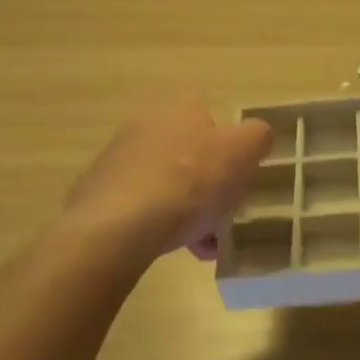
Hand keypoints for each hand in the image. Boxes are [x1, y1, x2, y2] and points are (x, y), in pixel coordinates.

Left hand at [63, 93, 273, 261]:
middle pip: (188, 151)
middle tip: (227, 211)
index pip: (206, 109)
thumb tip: (256, 136)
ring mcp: (118, 161)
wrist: (118, 226)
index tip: (237, 167)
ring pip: (168, 183)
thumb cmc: (190, 180)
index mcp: (179, 108)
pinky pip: (144, 208)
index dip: (226, 137)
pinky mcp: (101, 196)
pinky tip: (181, 250)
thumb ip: (257, 137)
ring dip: (190, 209)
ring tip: (208, 243)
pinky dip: (164, 226)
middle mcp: (145, 126)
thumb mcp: (242, 152)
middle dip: (210, 182)